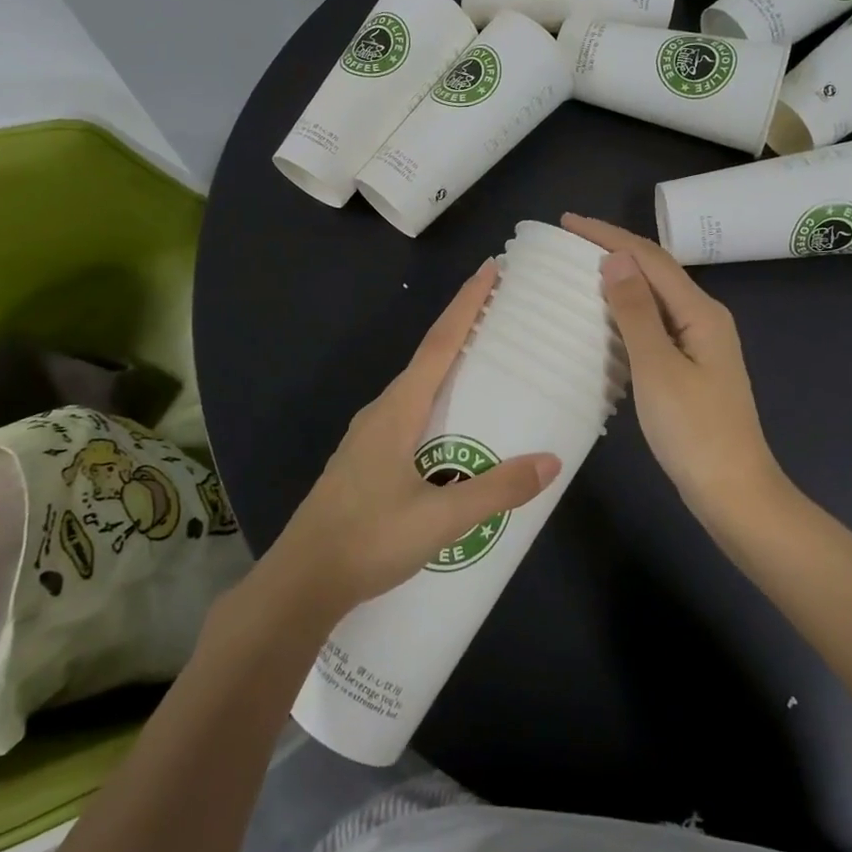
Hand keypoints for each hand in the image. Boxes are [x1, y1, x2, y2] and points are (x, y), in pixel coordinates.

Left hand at [265, 260, 559, 623]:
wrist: (301, 582)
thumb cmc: (368, 539)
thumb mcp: (440, 519)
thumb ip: (495, 489)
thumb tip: (550, 461)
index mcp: (397, 410)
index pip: (439, 344)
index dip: (466, 304)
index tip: (490, 269)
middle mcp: (382, 412)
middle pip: (428, 358)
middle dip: (462, 329)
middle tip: (502, 314)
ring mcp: (369, 437)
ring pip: (418, 389)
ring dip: (449, 368)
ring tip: (486, 367)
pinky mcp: (366, 461)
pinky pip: (410, 415)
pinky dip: (438, 402)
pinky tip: (453, 430)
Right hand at [562, 214, 787, 529]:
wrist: (733, 492)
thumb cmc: (693, 431)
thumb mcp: (658, 368)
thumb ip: (636, 312)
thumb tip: (615, 258)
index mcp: (701, 312)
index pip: (651, 258)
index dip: (609, 236)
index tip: (568, 221)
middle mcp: (704, 319)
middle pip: (656, 271)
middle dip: (614, 250)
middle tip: (568, 242)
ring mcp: (700, 344)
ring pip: (655, 297)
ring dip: (620, 278)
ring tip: (580, 270)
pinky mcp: (691, 367)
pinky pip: (655, 324)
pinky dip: (627, 311)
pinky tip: (605, 318)